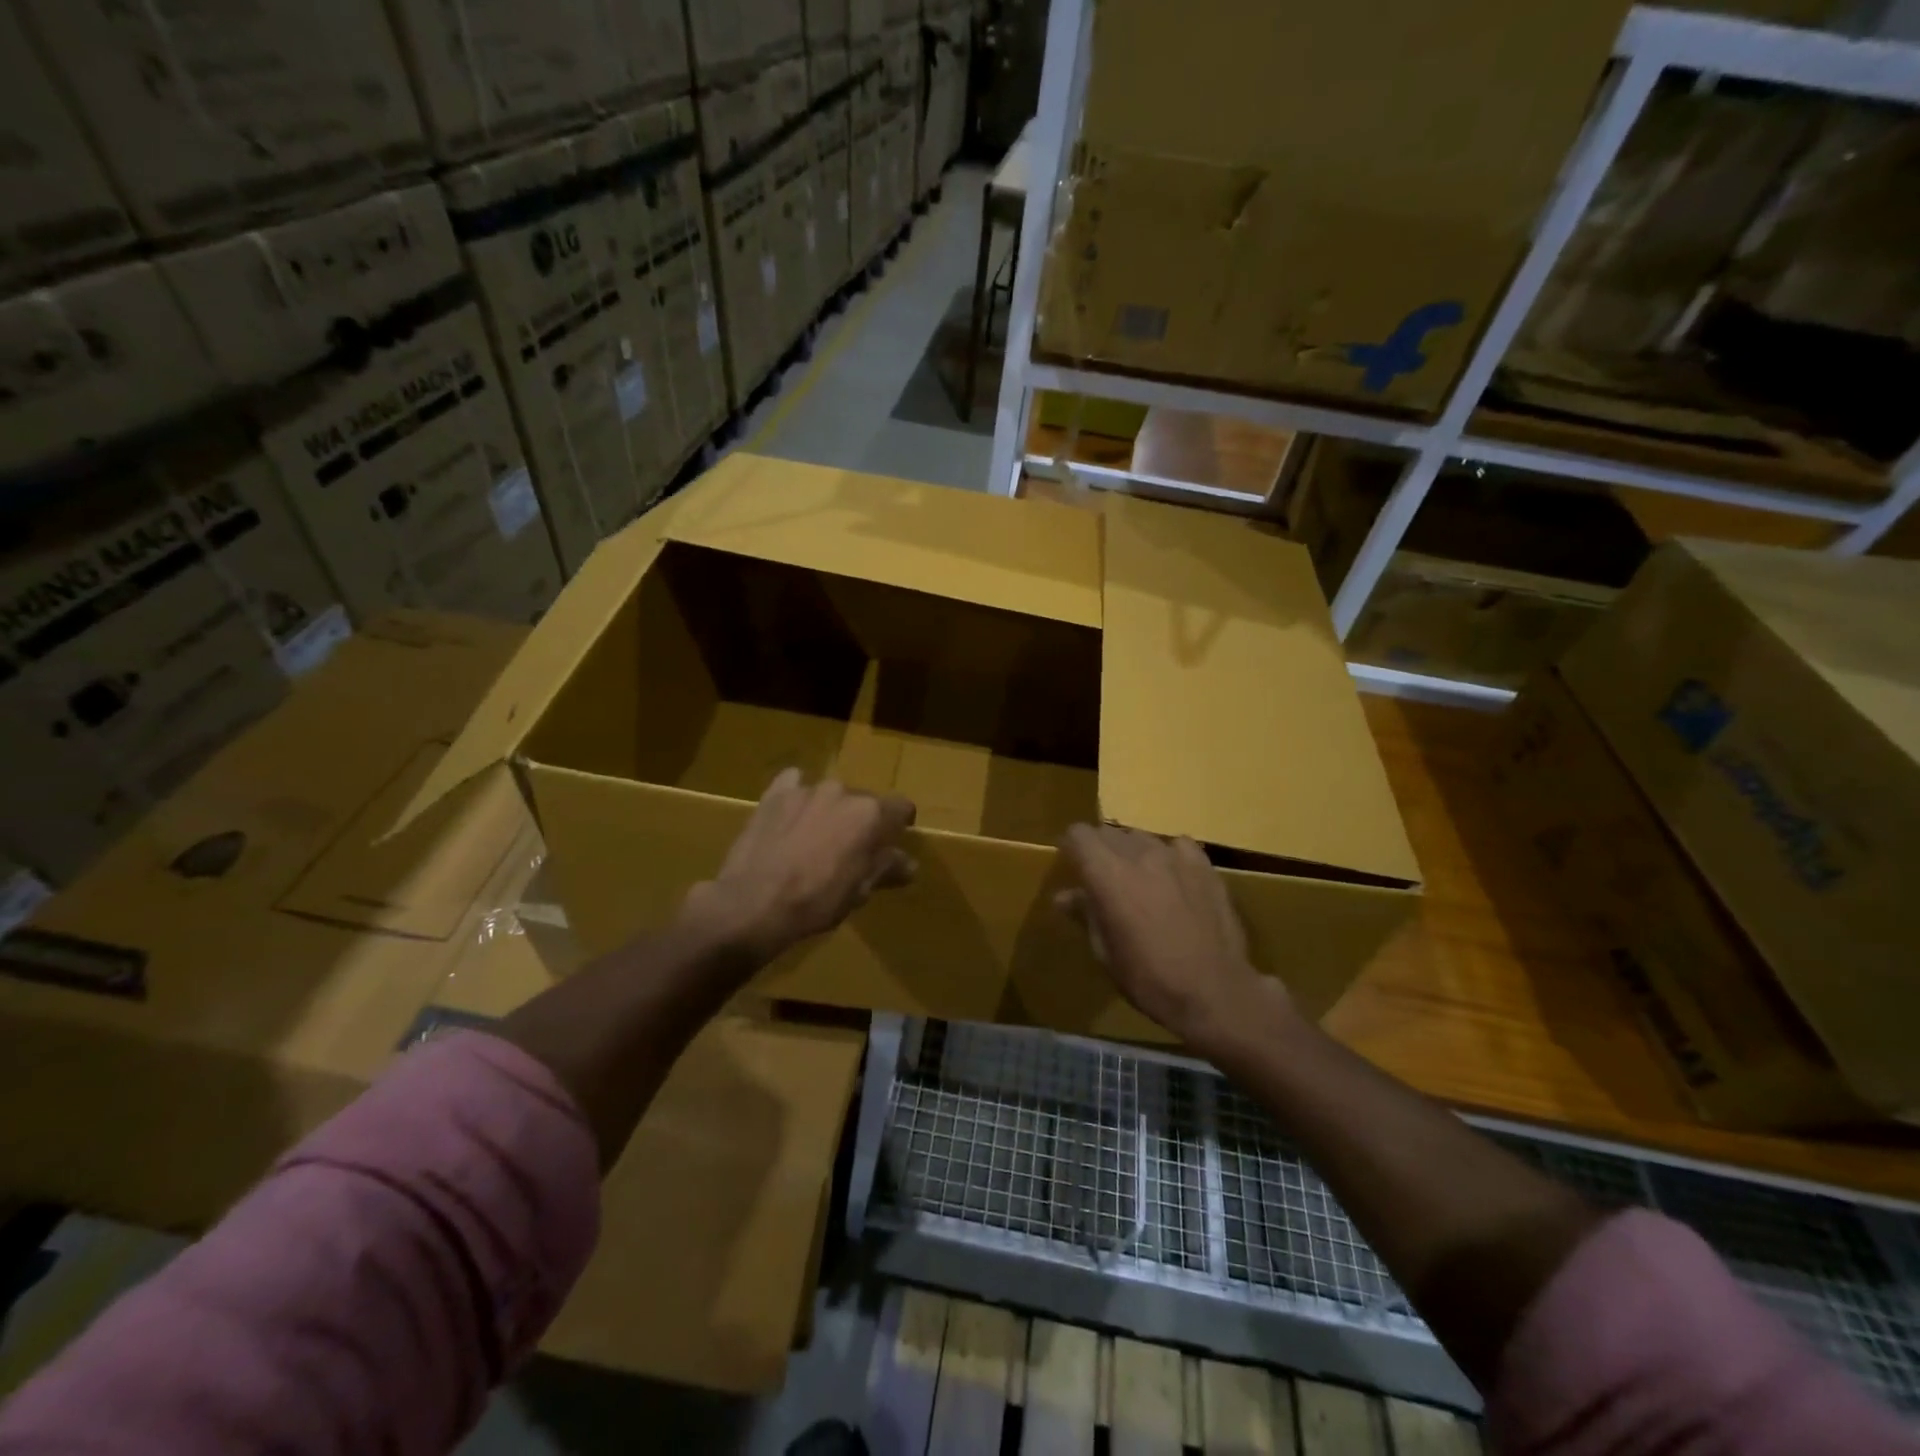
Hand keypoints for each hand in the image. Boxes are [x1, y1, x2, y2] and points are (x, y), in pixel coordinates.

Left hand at [682, 769, 916, 964]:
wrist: (752, 904)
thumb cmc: (816, 901)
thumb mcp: (859, 892)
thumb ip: (886, 869)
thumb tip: (909, 863)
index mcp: (870, 814)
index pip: (901, 808)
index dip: (900, 825)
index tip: (890, 844)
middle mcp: (842, 791)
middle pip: (863, 801)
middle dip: (860, 821)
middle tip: (848, 851)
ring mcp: (806, 789)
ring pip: (829, 796)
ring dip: (828, 812)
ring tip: (813, 840)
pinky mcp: (774, 794)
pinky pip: (793, 783)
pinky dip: (796, 797)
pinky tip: (789, 817)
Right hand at [1057, 825, 1289, 1058]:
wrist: (1215, 992)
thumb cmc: (1149, 978)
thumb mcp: (1105, 952)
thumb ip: (1085, 914)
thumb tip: (1064, 896)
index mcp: (1107, 874)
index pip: (1078, 834)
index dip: (1071, 848)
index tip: (1073, 868)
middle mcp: (1138, 854)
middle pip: (1109, 832)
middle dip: (1100, 851)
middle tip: (1104, 881)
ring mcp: (1175, 856)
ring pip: (1142, 837)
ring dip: (1133, 853)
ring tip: (1140, 882)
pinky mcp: (1204, 865)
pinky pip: (1177, 845)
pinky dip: (1169, 857)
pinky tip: (1174, 880)